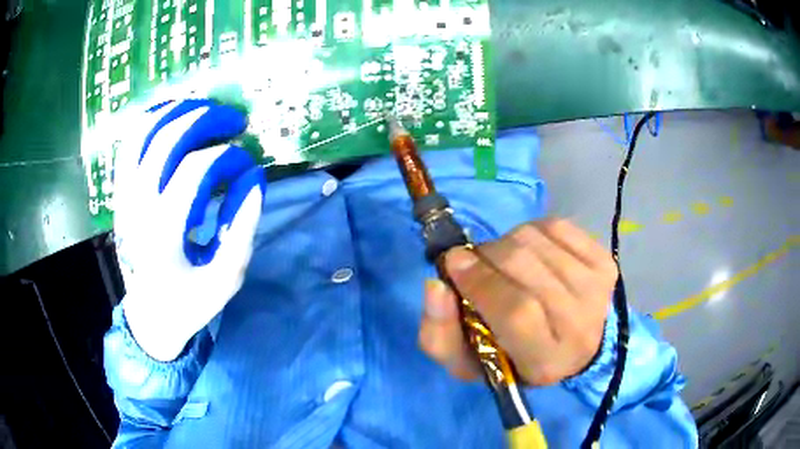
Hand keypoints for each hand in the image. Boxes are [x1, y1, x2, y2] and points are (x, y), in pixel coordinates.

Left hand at [114, 99, 265, 360]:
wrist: (148, 319)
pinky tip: (171, 118)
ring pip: (142, 133)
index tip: (249, 166)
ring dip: (175, 111)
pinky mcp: (120, 195)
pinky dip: (150, 123)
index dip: (230, 158)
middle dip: (207, 120)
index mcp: (164, 231)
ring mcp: (124, 197)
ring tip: (203, 108)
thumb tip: (254, 178)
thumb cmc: (188, 303)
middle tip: (234, 121)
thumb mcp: (226, 278)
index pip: (198, 169)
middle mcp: (138, 206)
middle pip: (168, 138)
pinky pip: (129, 145)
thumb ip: (243, 227)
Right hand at [418, 219, 616, 384]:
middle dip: (487, 256)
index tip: (454, 264)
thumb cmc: (514, 357)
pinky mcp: (604, 261)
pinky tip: (533, 252)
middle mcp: (580, 323)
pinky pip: (555, 226)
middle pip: (525, 265)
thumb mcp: (468, 363)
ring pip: (535, 239)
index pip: (516, 311)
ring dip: (507, 243)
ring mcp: (596, 287)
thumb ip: (440, 334)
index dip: (481, 282)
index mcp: (545, 359)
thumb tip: (436, 284)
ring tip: (507, 263)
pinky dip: (533, 232)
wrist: (575, 346)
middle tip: (477, 263)